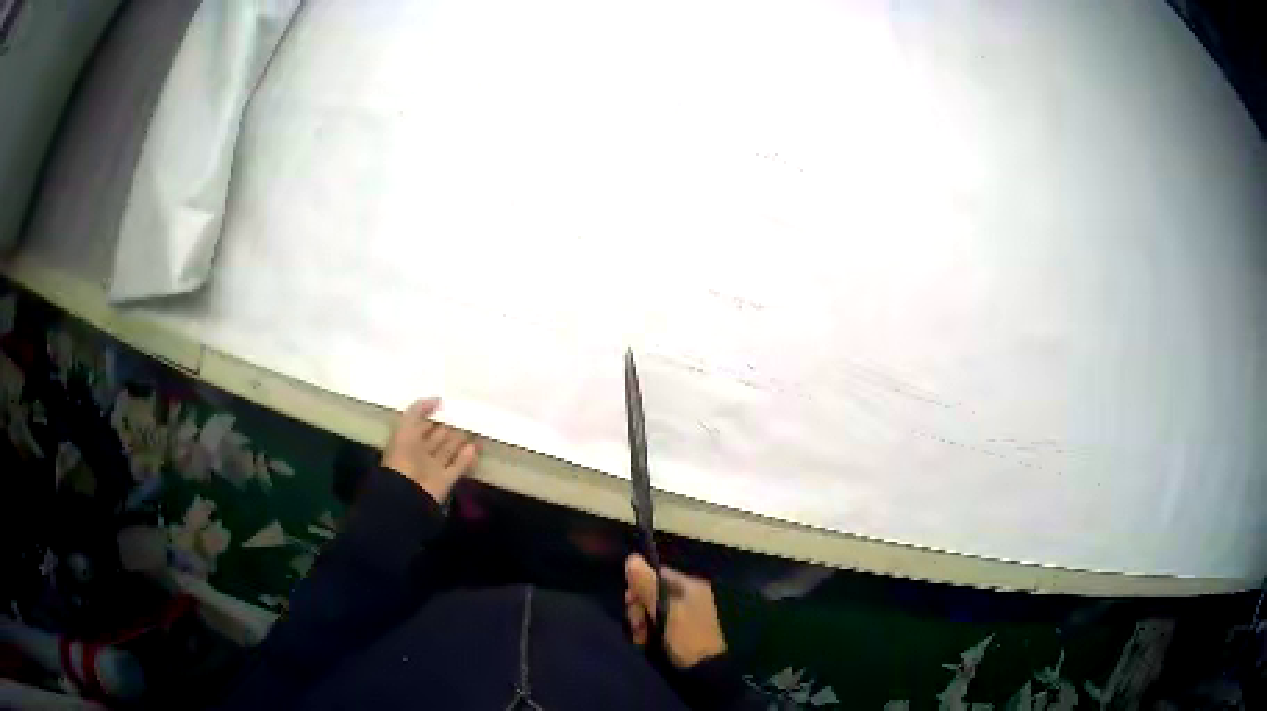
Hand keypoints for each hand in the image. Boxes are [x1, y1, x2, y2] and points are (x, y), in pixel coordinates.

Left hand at [381, 398, 477, 501]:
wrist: (408, 490)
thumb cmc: (404, 454)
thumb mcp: (406, 425)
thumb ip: (419, 409)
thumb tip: (438, 399)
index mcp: (408, 440)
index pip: (423, 425)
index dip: (434, 415)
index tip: (450, 405)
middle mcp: (420, 453)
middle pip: (438, 438)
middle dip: (450, 427)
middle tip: (468, 415)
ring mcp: (433, 467)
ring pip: (449, 451)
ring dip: (461, 441)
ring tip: (476, 428)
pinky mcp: (445, 480)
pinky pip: (457, 467)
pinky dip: (466, 458)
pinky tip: (475, 447)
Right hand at [625, 554, 727, 668]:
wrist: (702, 670)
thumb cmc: (686, 636)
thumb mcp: (665, 610)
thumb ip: (648, 585)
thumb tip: (631, 558)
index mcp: (690, 585)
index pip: (657, 574)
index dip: (639, 585)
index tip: (630, 601)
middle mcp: (688, 595)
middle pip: (652, 592)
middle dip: (639, 607)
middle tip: (636, 624)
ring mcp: (684, 613)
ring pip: (651, 608)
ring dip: (641, 622)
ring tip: (640, 637)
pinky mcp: (678, 629)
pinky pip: (656, 622)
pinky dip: (648, 630)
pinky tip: (644, 641)